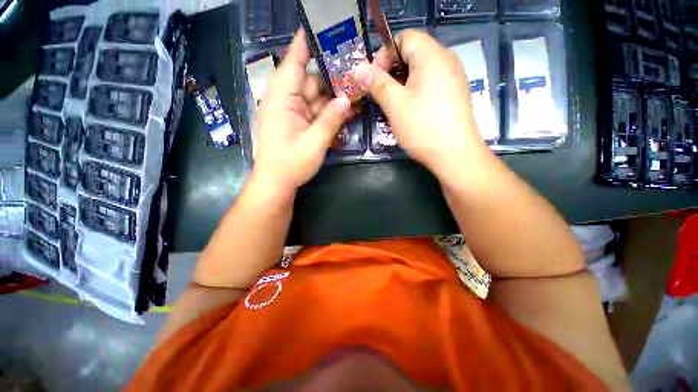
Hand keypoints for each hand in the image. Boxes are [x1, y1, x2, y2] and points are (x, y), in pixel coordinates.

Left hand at [253, 30, 351, 193]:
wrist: (277, 183)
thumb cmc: (290, 163)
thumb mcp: (314, 143)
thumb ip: (331, 120)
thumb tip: (347, 100)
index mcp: (282, 99)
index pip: (294, 62)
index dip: (306, 43)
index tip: (320, 27)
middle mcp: (286, 101)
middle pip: (311, 80)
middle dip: (331, 76)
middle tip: (354, 68)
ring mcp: (293, 113)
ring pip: (316, 97)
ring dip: (333, 97)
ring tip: (355, 90)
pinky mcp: (298, 123)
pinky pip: (315, 111)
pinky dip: (329, 111)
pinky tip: (345, 110)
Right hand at [354, 30, 489, 176]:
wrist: (454, 155)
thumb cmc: (423, 127)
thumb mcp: (395, 104)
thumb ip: (376, 83)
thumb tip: (358, 68)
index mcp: (432, 56)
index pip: (404, 37)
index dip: (385, 55)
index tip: (373, 79)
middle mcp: (446, 61)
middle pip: (412, 54)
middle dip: (391, 71)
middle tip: (380, 94)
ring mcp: (452, 79)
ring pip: (419, 72)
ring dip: (401, 84)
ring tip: (392, 105)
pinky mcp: (453, 95)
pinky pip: (429, 84)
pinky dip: (414, 92)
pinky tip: (408, 111)